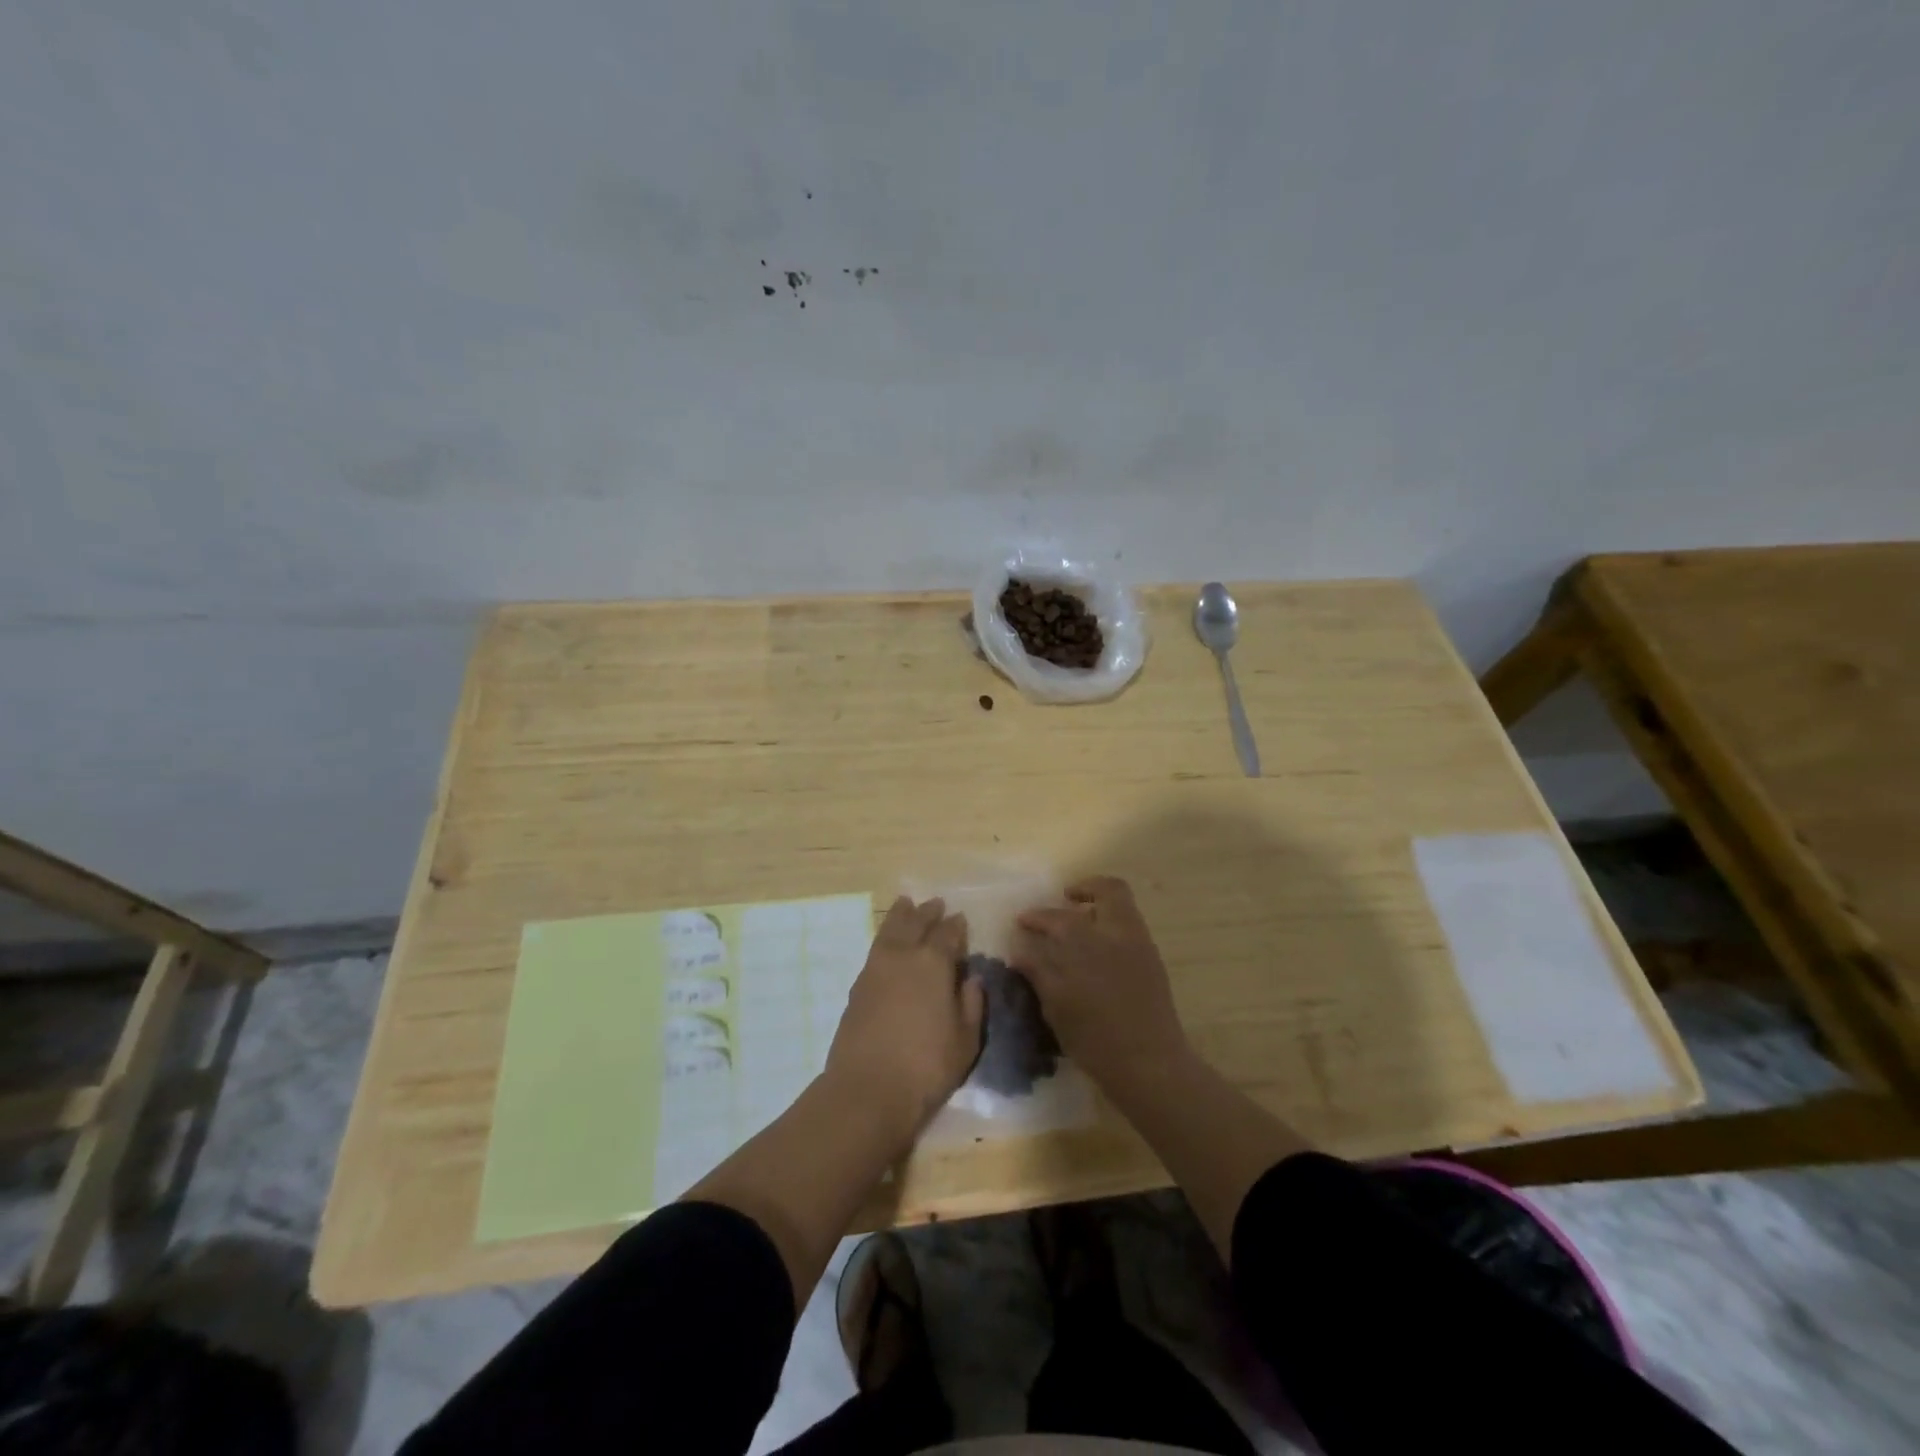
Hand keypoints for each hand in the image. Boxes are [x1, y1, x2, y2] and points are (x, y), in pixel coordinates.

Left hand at [826, 897, 985, 1142]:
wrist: (867, 1090)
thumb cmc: (926, 1066)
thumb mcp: (965, 1039)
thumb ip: (971, 1004)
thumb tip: (971, 978)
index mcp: (934, 963)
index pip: (948, 934)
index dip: (956, 926)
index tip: (960, 918)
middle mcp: (903, 956)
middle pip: (915, 923)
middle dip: (927, 912)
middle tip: (935, 903)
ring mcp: (875, 969)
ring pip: (890, 930)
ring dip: (900, 915)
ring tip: (905, 904)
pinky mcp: (858, 986)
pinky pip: (875, 948)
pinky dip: (885, 937)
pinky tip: (888, 942)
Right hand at [1014, 876, 1190, 1086]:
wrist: (1149, 1064)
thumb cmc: (1096, 1039)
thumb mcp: (1057, 1007)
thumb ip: (1039, 972)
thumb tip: (1020, 950)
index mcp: (1088, 942)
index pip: (1056, 918)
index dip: (1036, 917)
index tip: (1022, 921)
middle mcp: (1117, 933)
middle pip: (1108, 891)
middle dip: (1085, 889)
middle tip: (1065, 900)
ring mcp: (1141, 945)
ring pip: (1123, 906)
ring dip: (1100, 906)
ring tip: (1080, 923)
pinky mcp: (1153, 961)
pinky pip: (1130, 927)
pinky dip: (1111, 927)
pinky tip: (1097, 951)